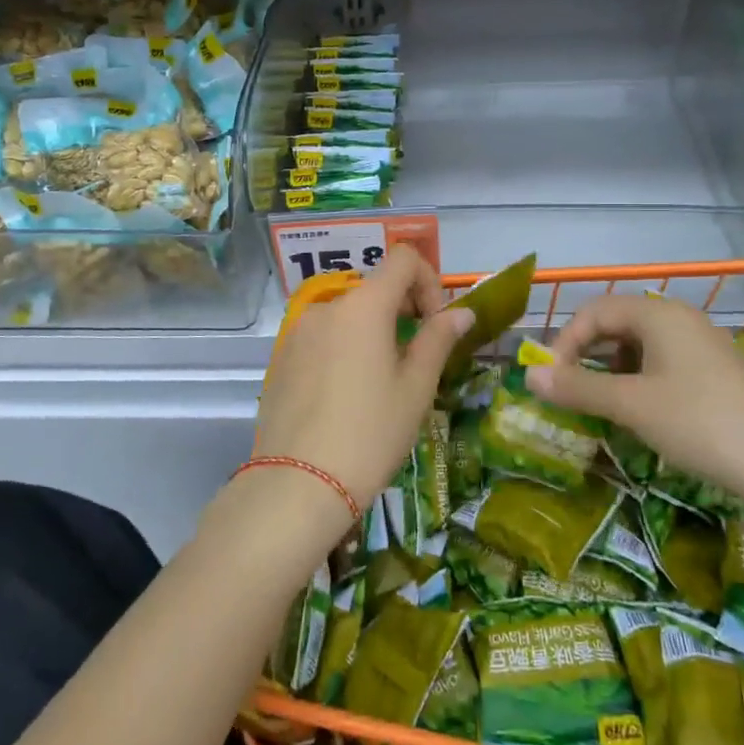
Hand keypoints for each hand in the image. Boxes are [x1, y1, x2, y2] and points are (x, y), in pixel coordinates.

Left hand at [253, 247, 473, 523]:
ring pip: (348, 315)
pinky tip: (346, 397)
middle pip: (375, 287)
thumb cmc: (370, 434)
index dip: (428, 281)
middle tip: (416, 359)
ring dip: (373, 332)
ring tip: (381, 384)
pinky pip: (323, 338)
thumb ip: (439, 339)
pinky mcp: (282, 357)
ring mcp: (299, 331)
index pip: (403, 259)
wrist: (298, 485)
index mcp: (364, 305)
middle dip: (403, 311)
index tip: (434, 325)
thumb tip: (461, 312)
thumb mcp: (416, 388)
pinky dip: (344, 349)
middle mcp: (327, 306)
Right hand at [526, 294, 743, 523]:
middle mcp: (680, 320)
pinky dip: (639, 383)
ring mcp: (702, 346)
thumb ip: (577, 387)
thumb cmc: (701, 423)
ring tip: (602, 406)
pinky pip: (663, 365)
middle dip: (586, 356)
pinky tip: (640, 414)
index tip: (552, 380)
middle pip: (616, 324)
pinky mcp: (716, 374)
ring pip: (639, 346)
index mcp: (659, 315)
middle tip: (570, 392)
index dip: (564, 342)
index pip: (594, 311)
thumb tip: (528, 375)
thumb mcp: (632, 405)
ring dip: (611, 371)